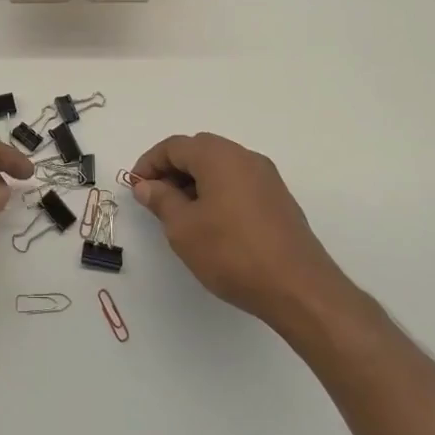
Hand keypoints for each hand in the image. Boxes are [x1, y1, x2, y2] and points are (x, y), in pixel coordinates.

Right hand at [131, 132, 356, 327]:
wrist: (298, 287)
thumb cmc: (232, 253)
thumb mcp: (183, 228)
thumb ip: (161, 200)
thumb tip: (147, 185)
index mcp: (219, 156)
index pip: (174, 146)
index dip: (150, 163)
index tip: (135, 187)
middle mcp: (245, 157)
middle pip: (199, 151)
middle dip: (172, 170)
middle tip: (155, 199)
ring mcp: (267, 177)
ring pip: (220, 167)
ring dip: (195, 182)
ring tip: (180, 215)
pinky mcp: (279, 199)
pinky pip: (239, 183)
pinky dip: (218, 192)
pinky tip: (211, 223)